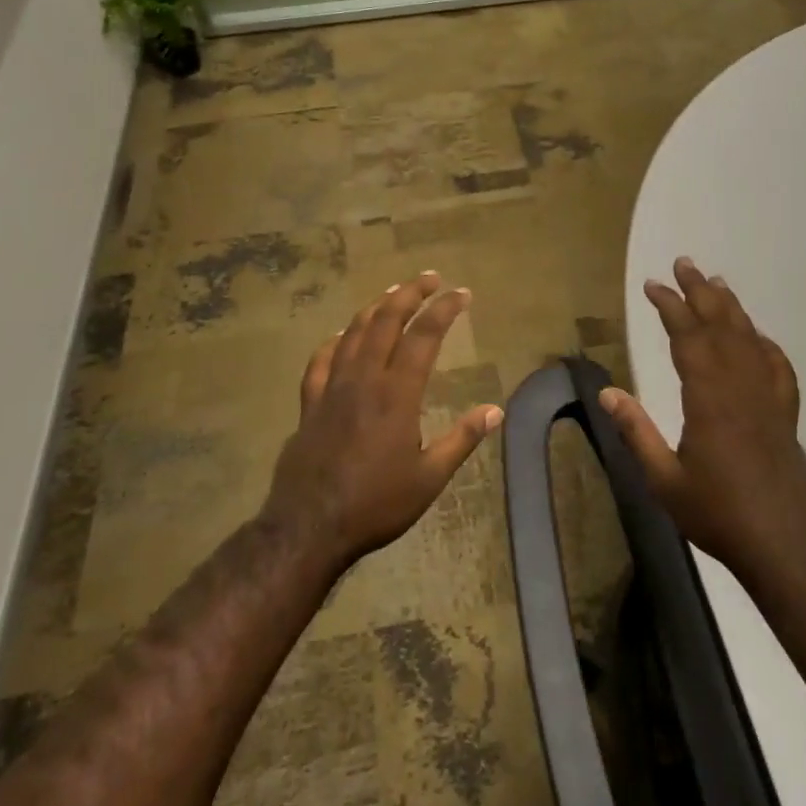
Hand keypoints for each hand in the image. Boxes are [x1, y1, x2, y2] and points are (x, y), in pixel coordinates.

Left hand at [264, 272, 502, 571]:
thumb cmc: (375, 504)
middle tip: (430, 278)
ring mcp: (332, 388)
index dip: (445, 310)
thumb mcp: (429, 478)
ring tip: (394, 293)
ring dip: (376, 307)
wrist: (309, 527)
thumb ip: (462, 440)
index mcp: (397, 394)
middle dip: (410, 294)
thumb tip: (496, 410)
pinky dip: (336, 340)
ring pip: (354, 332)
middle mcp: (364, 379)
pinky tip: (342, 335)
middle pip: (386, 321)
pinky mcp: (309, 403)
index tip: (463, 293)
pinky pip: (321, 360)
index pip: (424, 336)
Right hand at [600, 258, 805, 578]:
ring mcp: (768, 400)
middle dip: (700, 293)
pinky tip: (756, 336)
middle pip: (721, 327)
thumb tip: (606, 393)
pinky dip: (764, 344)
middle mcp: (741, 389)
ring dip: (731, 308)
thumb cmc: (716, 514)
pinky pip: (777, 367)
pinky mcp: (785, 415)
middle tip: (684, 264)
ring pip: (749, 340)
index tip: (653, 285)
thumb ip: (637, 432)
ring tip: (716, 282)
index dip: (670, 307)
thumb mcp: (664, 480)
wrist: (782, 545)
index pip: (688, 338)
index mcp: (709, 400)